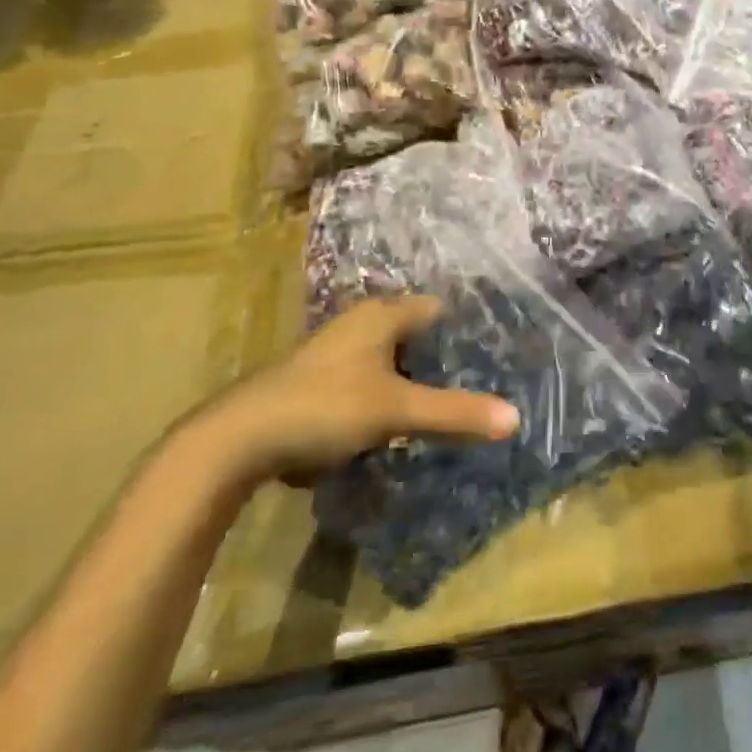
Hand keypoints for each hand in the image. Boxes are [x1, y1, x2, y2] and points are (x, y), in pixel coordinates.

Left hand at [196, 296, 520, 484]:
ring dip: (417, 381)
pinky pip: (371, 381)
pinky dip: (391, 396)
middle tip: (483, 384)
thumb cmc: (323, 407)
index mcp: (381, 315)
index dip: (469, 330)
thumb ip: (454, 412)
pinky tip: (404, 423)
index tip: (499, 354)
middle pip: (417, 335)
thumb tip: (516, 419)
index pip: (440, 309)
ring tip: (451, 406)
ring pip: (393, 360)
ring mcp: (336, 352)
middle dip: (446, 360)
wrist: (236, 441)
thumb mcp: (396, 410)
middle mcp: (360, 324)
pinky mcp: (320, 382)